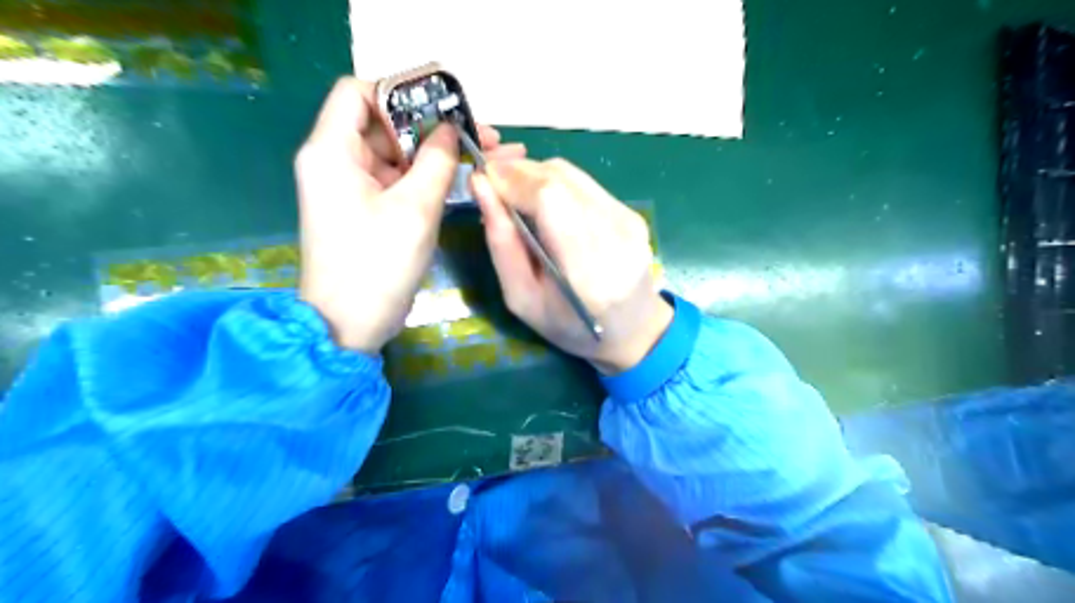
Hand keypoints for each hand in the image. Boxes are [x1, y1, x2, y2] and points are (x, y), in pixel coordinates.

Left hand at [294, 78, 526, 352]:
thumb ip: (437, 162)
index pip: (358, 92)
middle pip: (383, 124)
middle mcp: (335, 161)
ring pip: (396, 154)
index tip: (444, 109)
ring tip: (483, 153)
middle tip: (481, 133)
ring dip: (436, 153)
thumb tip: (451, 129)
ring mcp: (351, 188)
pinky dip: (426, 178)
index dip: (401, 92)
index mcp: (332, 151)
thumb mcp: (414, 210)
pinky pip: (397, 181)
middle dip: (433, 126)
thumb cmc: (376, 266)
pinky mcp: (366, 210)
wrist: (348, 326)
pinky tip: (462, 178)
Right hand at [471, 158, 669, 371]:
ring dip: (534, 176)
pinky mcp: (633, 212)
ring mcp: (629, 220)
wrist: (632, 331)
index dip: (512, 179)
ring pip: (571, 174)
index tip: (482, 180)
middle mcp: (614, 236)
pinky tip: (545, 205)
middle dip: (517, 173)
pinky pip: (584, 183)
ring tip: (514, 195)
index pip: (550, 198)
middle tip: (492, 184)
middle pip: (559, 178)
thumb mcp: (522, 299)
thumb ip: (502, 244)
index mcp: (586, 271)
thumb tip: (481, 187)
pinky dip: (555, 185)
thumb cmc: (569, 327)